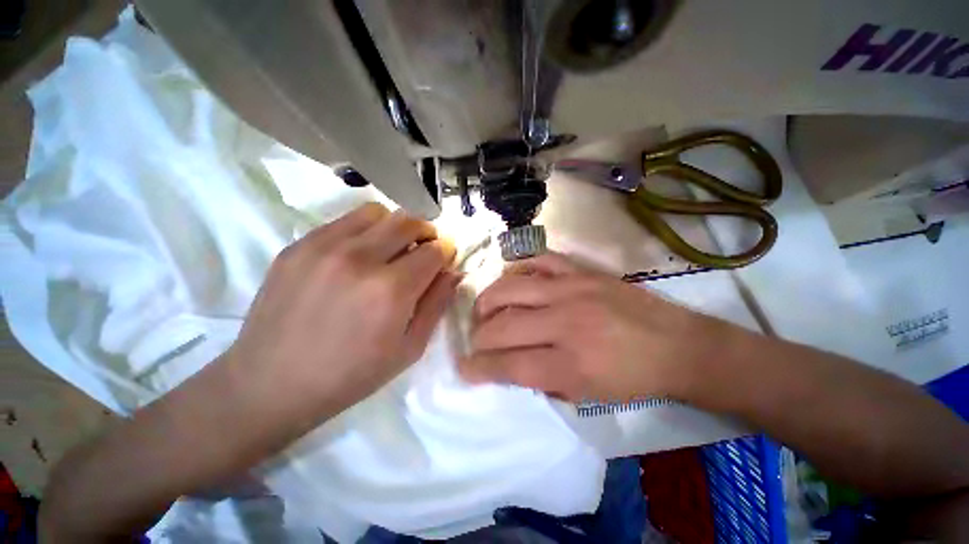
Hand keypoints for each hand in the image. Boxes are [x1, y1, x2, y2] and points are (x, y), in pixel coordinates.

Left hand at [228, 203, 458, 423]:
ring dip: (396, 227)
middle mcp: (361, 258)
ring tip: (392, 249)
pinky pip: (347, 220)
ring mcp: (325, 246)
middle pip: (410, 222)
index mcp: (392, 290)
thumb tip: (453, 271)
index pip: (435, 250)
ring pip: (379, 213)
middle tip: (425, 249)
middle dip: (427, 233)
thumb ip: (437, 303)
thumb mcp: (410, 348)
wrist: (271, 383)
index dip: (446, 251)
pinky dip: (366, 229)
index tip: (445, 258)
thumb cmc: (351, 374)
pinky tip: (360, 254)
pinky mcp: (300, 244)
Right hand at [459, 253, 725, 401]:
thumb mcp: (586, 395)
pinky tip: (513, 280)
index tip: (464, 368)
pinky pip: (538, 260)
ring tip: (484, 310)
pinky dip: (518, 268)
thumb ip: (540, 380)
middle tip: (476, 341)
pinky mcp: (581, 271)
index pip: (508, 365)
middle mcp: (565, 322)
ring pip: (510, 287)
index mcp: (570, 364)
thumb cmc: (632, 379)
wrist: (676, 345)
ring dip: (488, 301)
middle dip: (479, 338)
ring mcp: (572, 289)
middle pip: (502, 326)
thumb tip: (505, 366)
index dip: (479, 368)